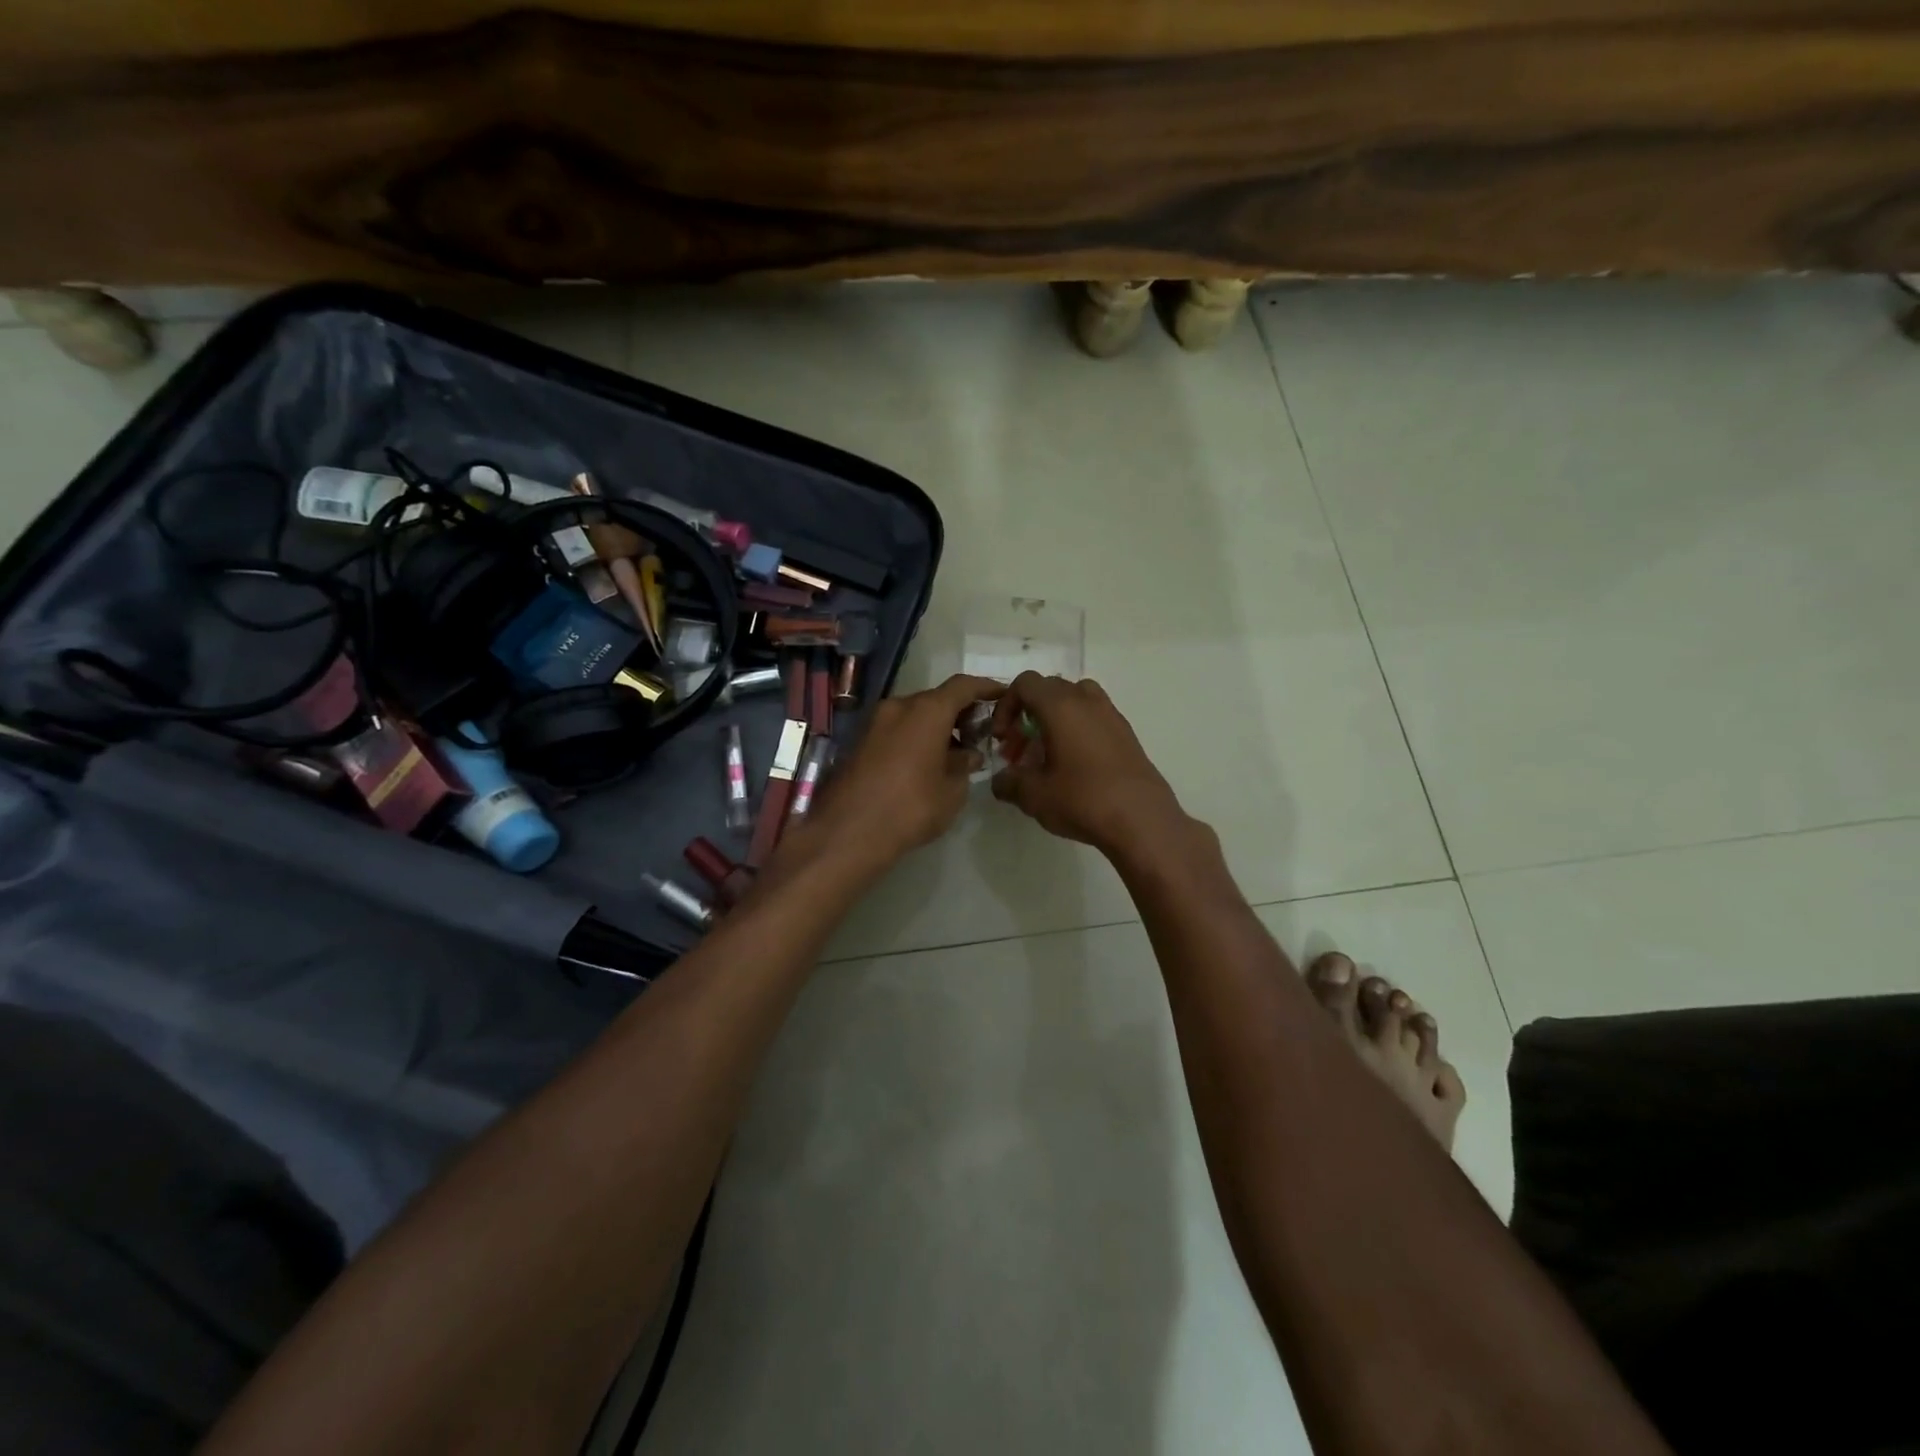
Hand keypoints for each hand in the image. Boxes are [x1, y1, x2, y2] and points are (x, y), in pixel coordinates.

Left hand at [802, 674, 1004, 870]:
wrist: (848, 832)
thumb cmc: (911, 807)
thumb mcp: (952, 791)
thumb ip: (964, 766)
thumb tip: (968, 755)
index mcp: (926, 711)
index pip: (963, 686)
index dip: (986, 688)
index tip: (1002, 695)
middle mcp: (899, 707)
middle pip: (936, 699)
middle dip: (960, 713)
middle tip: (979, 733)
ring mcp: (875, 723)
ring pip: (914, 715)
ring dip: (937, 727)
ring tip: (955, 754)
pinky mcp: (860, 742)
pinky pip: (897, 730)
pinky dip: (916, 738)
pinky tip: (927, 763)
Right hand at [989, 673, 1185, 855]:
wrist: (1142, 819)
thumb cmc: (1082, 799)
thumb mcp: (1034, 795)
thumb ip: (1009, 782)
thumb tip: (1001, 780)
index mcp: (1060, 706)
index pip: (1025, 683)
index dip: (1006, 706)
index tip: (1002, 738)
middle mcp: (1087, 701)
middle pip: (1049, 689)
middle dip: (1027, 714)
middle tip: (1019, 749)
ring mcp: (1111, 715)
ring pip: (1074, 701)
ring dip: (1054, 720)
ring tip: (1047, 754)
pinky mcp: (1127, 734)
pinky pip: (1093, 718)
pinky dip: (1076, 730)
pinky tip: (1073, 766)